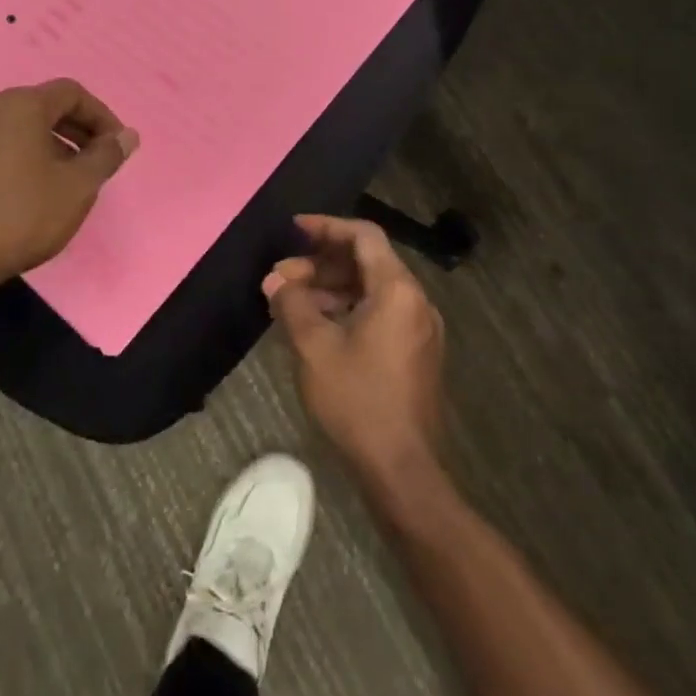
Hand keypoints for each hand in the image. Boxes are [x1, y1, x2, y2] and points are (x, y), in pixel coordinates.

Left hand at [0, 79, 137, 296]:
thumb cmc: (21, 215)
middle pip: (44, 108)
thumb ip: (106, 156)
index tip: (117, 147)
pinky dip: (24, 159)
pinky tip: (33, 193)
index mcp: (20, 105)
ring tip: (69, 182)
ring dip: (52, 147)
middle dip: (78, 132)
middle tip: (98, 163)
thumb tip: (127, 136)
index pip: (72, 93)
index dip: (102, 116)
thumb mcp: (77, 187)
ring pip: (20, 129)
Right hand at [263, 216, 445, 491]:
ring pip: (373, 289)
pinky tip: (318, 326)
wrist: (401, 468)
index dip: (327, 227)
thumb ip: (293, 304)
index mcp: (397, 290)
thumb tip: (275, 279)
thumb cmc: (357, 400)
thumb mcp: (315, 347)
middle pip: (368, 261)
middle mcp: (416, 301)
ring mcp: (420, 328)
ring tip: (292, 301)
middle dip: (322, 263)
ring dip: (332, 287)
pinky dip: (349, 309)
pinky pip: (381, 313)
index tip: (294, 229)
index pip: (364, 236)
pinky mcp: (416, 352)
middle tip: (282, 276)